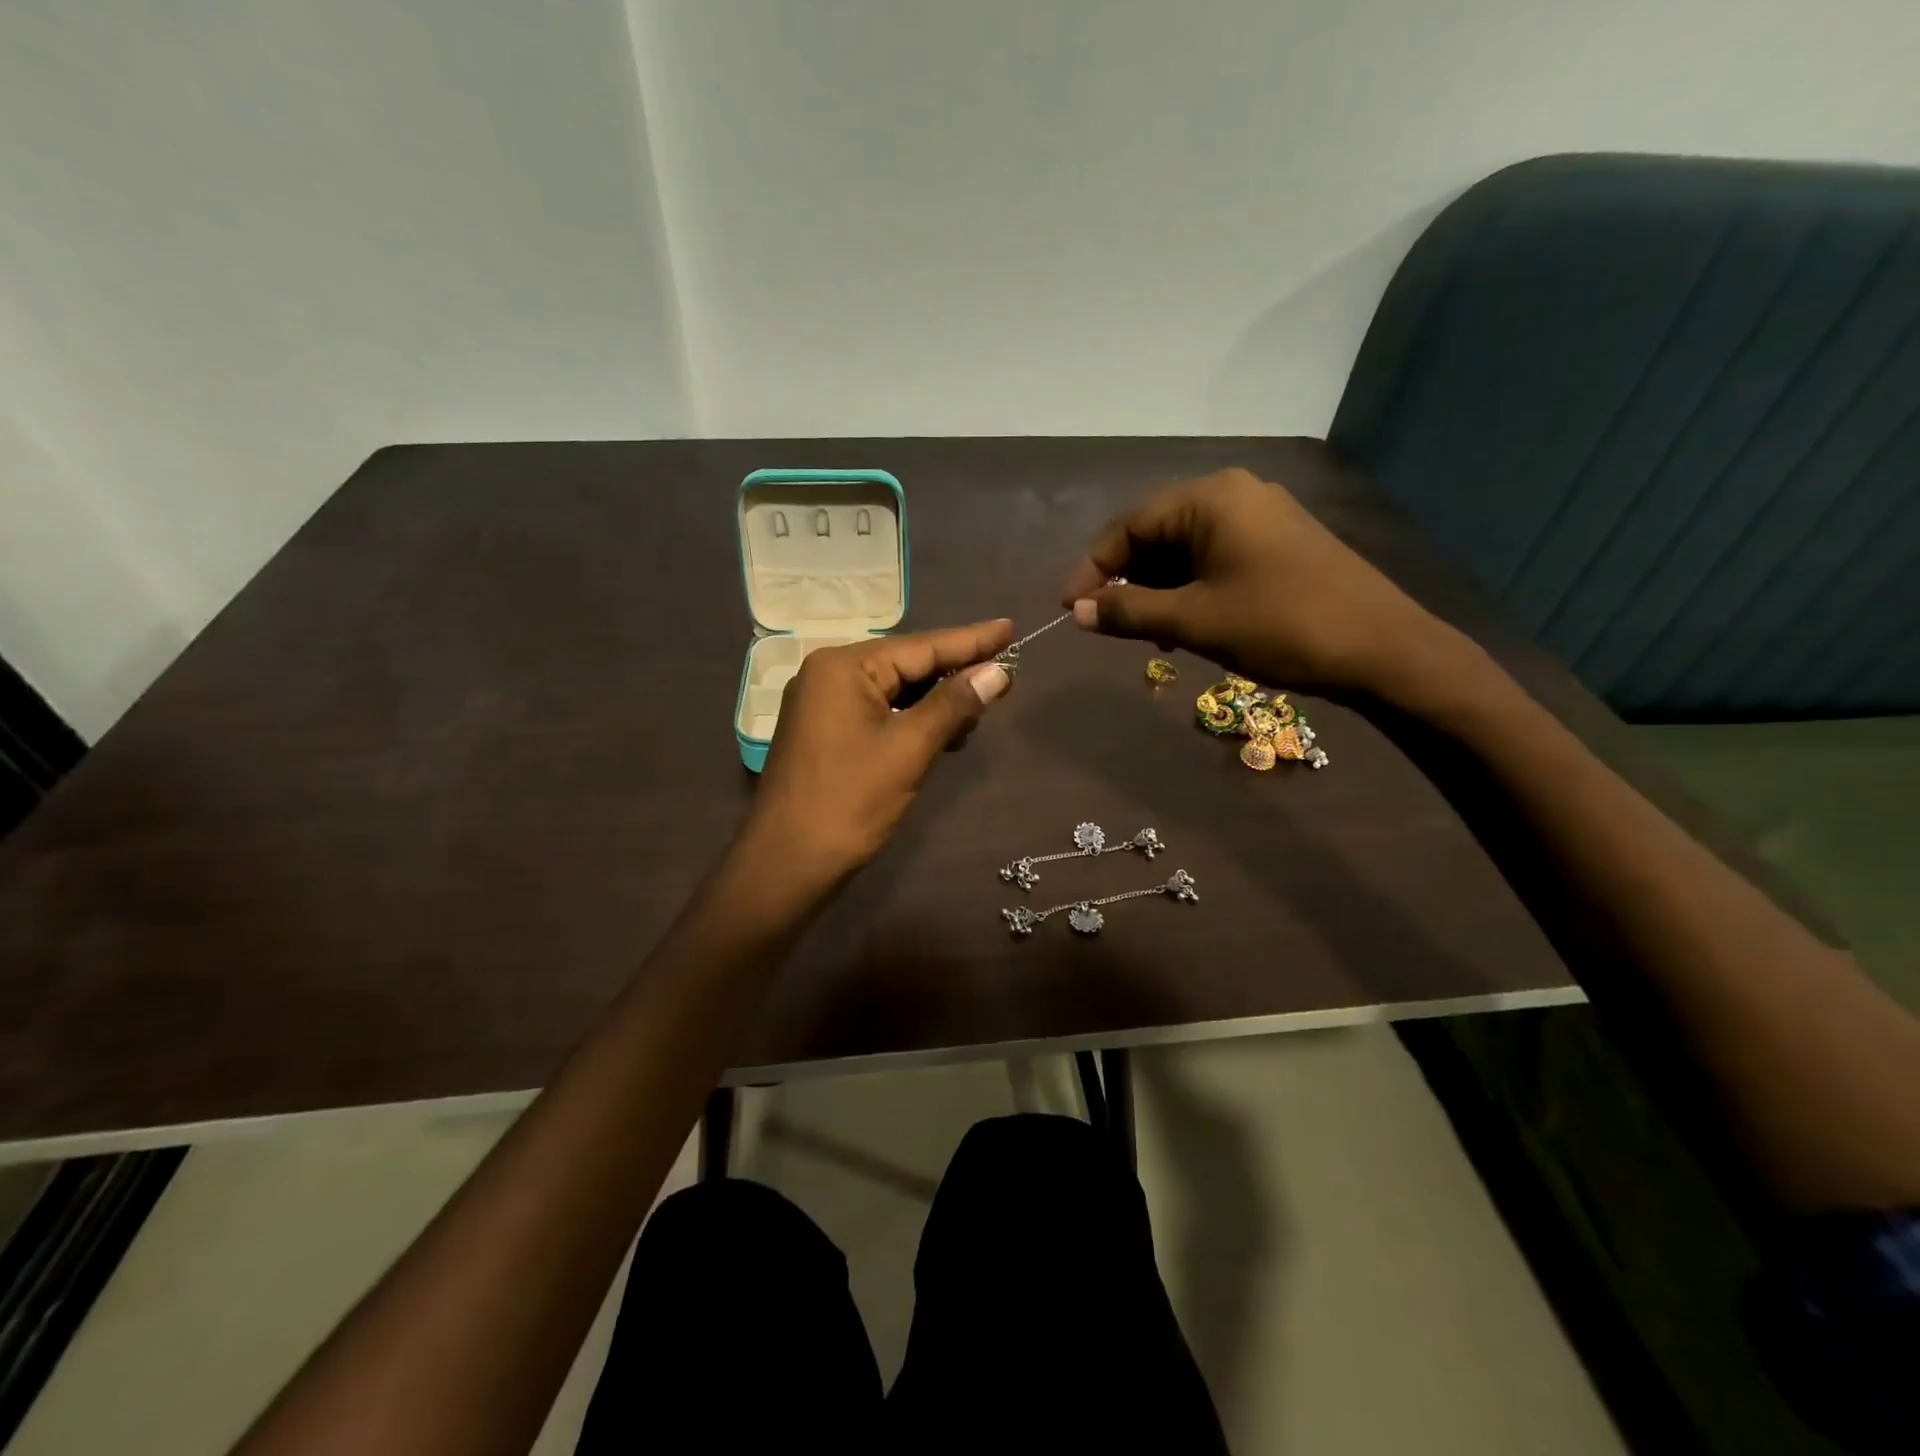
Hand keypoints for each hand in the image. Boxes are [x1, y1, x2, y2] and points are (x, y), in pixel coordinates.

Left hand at [748, 620, 1013, 882]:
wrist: (787, 863)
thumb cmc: (849, 802)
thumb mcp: (909, 749)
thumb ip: (954, 705)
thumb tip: (998, 672)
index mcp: (844, 667)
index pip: (921, 646)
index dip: (971, 640)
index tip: (1010, 628)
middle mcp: (829, 674)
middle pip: (907, 664)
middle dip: (955, 674)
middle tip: (1004, 677)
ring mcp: (824, 704)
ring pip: (895, 691)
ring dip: (937, 702)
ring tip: (978, 714)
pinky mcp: (827, 732)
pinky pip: (880, 712)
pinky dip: (914, 721)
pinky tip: (944, 735)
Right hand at [1060, 468, 1455, 696]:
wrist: (1383, 649)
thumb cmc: (1281, 626)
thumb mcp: (1195, 621)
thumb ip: (1129, 612)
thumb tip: (1079, 612)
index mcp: (1210, 498)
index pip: (1128, 525)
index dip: (1092, 567)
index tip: (1070, 608)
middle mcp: (1233, 494)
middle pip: (1155, 532)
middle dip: (1126, 579)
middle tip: (1109, 623)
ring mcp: (1260, 516)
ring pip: (1184, 547)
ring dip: (1157, 588)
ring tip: (1148, 632)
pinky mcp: (1278, 542)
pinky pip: (1214, 556)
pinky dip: (1189, 587)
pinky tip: (1186, 623)